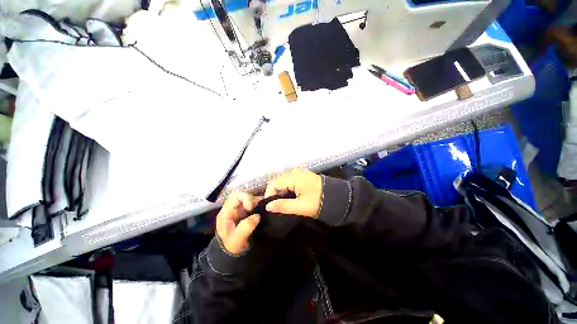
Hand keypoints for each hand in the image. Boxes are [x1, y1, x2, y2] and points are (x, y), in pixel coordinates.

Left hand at [216, 192, 260, 253]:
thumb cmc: (232, 247)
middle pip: (242, 195)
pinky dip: (258, 205)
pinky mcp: (244, 212)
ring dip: (256, 202)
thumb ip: (246, 227)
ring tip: (263, 209)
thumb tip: (257, 216)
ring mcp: (238, 210)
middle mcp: (232, 208)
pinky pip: (252, 204)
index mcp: (226, 213)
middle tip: (259, 208)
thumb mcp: (237, 240)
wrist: (231, 254)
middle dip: (252, 199)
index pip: (235, 196)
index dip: (245, 198)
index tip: (252, 207)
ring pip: (248, 198)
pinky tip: (263, 210)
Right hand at [264, 169, 321, 216]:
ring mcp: (300, 172)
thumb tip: (268, 206)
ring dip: (281, 191)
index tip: (270, 207)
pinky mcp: (303, 175)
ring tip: (283, 202)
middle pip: (277, 180)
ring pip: (283, 180)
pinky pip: (290, 180)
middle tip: (276, 206)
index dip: (269, 194)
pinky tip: (290, 196)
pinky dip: (287, 188)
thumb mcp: (300, 206)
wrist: (337, 197)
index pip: (273, 183)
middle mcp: (295, 171)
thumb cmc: (318, 202)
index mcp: (293, 177)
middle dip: (274, 193)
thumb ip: (283, 206)